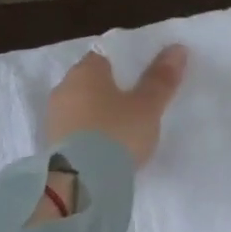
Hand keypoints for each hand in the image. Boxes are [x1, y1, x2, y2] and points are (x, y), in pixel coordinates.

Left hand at [46, 44, 187, 168]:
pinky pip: (77, 130)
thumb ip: (161, 79)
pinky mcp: (53, 145)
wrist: (83, 182)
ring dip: (99, 113)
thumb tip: (177, 48)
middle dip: (111, 89)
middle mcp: (64, 89)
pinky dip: (91, 134)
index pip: (105, 55)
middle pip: (91, 81)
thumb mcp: (147, 107)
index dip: (125, 62)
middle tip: (138, 102)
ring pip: (82, 106)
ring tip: (125, 128)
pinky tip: (108, 146)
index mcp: (86, 71)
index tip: (143, 75)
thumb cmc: (118, 133)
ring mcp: (55, 118)